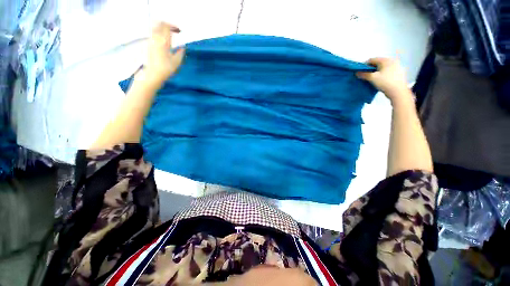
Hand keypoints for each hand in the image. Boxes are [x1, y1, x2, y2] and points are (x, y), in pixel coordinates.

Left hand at [136, 22, 184, 88]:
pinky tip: (163, 41)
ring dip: (162, 29)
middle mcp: (156, 38)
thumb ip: (180, 52)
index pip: (167, 27)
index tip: (179, 31)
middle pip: (159, 24)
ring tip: (169, 35)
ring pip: (155, 28)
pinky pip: (153, 34)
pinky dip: (159, 34)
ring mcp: (150, 41)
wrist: (153, 74)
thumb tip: (182, 47)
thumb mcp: (177, 62)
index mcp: (164, 41)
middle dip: (167, 25)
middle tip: (174, 31)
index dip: (173, 27)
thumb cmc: (166, 68)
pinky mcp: (148, 45)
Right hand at [356, 58, 408, 100]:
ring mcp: (396, 66)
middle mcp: (392, 61)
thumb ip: (364, 74)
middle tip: (365, 75)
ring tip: (371, 78)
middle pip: (377, 63)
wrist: (398, 91)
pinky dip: (381, 73)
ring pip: (382, 67)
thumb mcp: (372, 78)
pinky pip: (387, 71)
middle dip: (370, 68)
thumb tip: (357, 73)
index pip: (372, 60)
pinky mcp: (398, 72)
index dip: (364, 65)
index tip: (360, 72)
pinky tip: (379, 79)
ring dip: (375, 71)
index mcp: (386, 60)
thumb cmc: (385, 82)